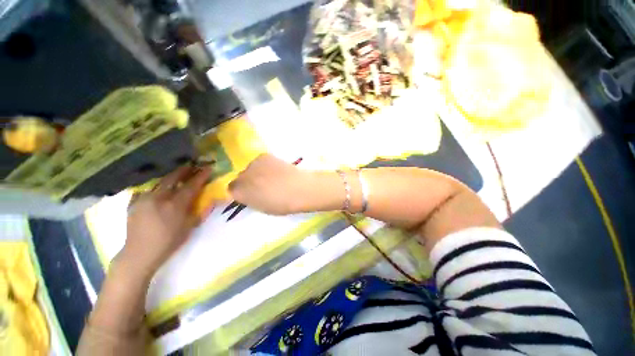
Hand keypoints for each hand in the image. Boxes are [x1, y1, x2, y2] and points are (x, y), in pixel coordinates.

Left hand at [121, 166, 211, 277]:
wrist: (140, 253)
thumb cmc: (169, 242)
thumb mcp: (189, 227)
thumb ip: (200, 211)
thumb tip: (211, 200)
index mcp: (175, 205)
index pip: (191, 186)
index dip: (200, 176)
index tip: (208, 168)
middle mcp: (159, 198)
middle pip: (173, 178)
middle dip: (184, 170)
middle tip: (192, 164)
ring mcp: (144, 199)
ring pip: (159, 182)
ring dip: (170, 176)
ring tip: (177, 173)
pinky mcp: (134, 203)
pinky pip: (146, 189)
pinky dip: (155, 186)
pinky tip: (158, 188)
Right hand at [229, 154, 310, 214]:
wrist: (298, 188)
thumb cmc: (282, 204)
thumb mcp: (262, 207)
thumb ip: (251, 200)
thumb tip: (249, 194)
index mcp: (239, 193)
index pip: (231, 190)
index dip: (241, 192)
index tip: (250, 194)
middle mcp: (241, 177)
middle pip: (239, 177)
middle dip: (247, 181)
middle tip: (261, 185)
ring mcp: (252, 165)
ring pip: (249, 168)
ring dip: (256, 172)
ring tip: (271, 176)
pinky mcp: (263, 156)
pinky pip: (259, 161)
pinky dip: (265, 165)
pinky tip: (276, 170)